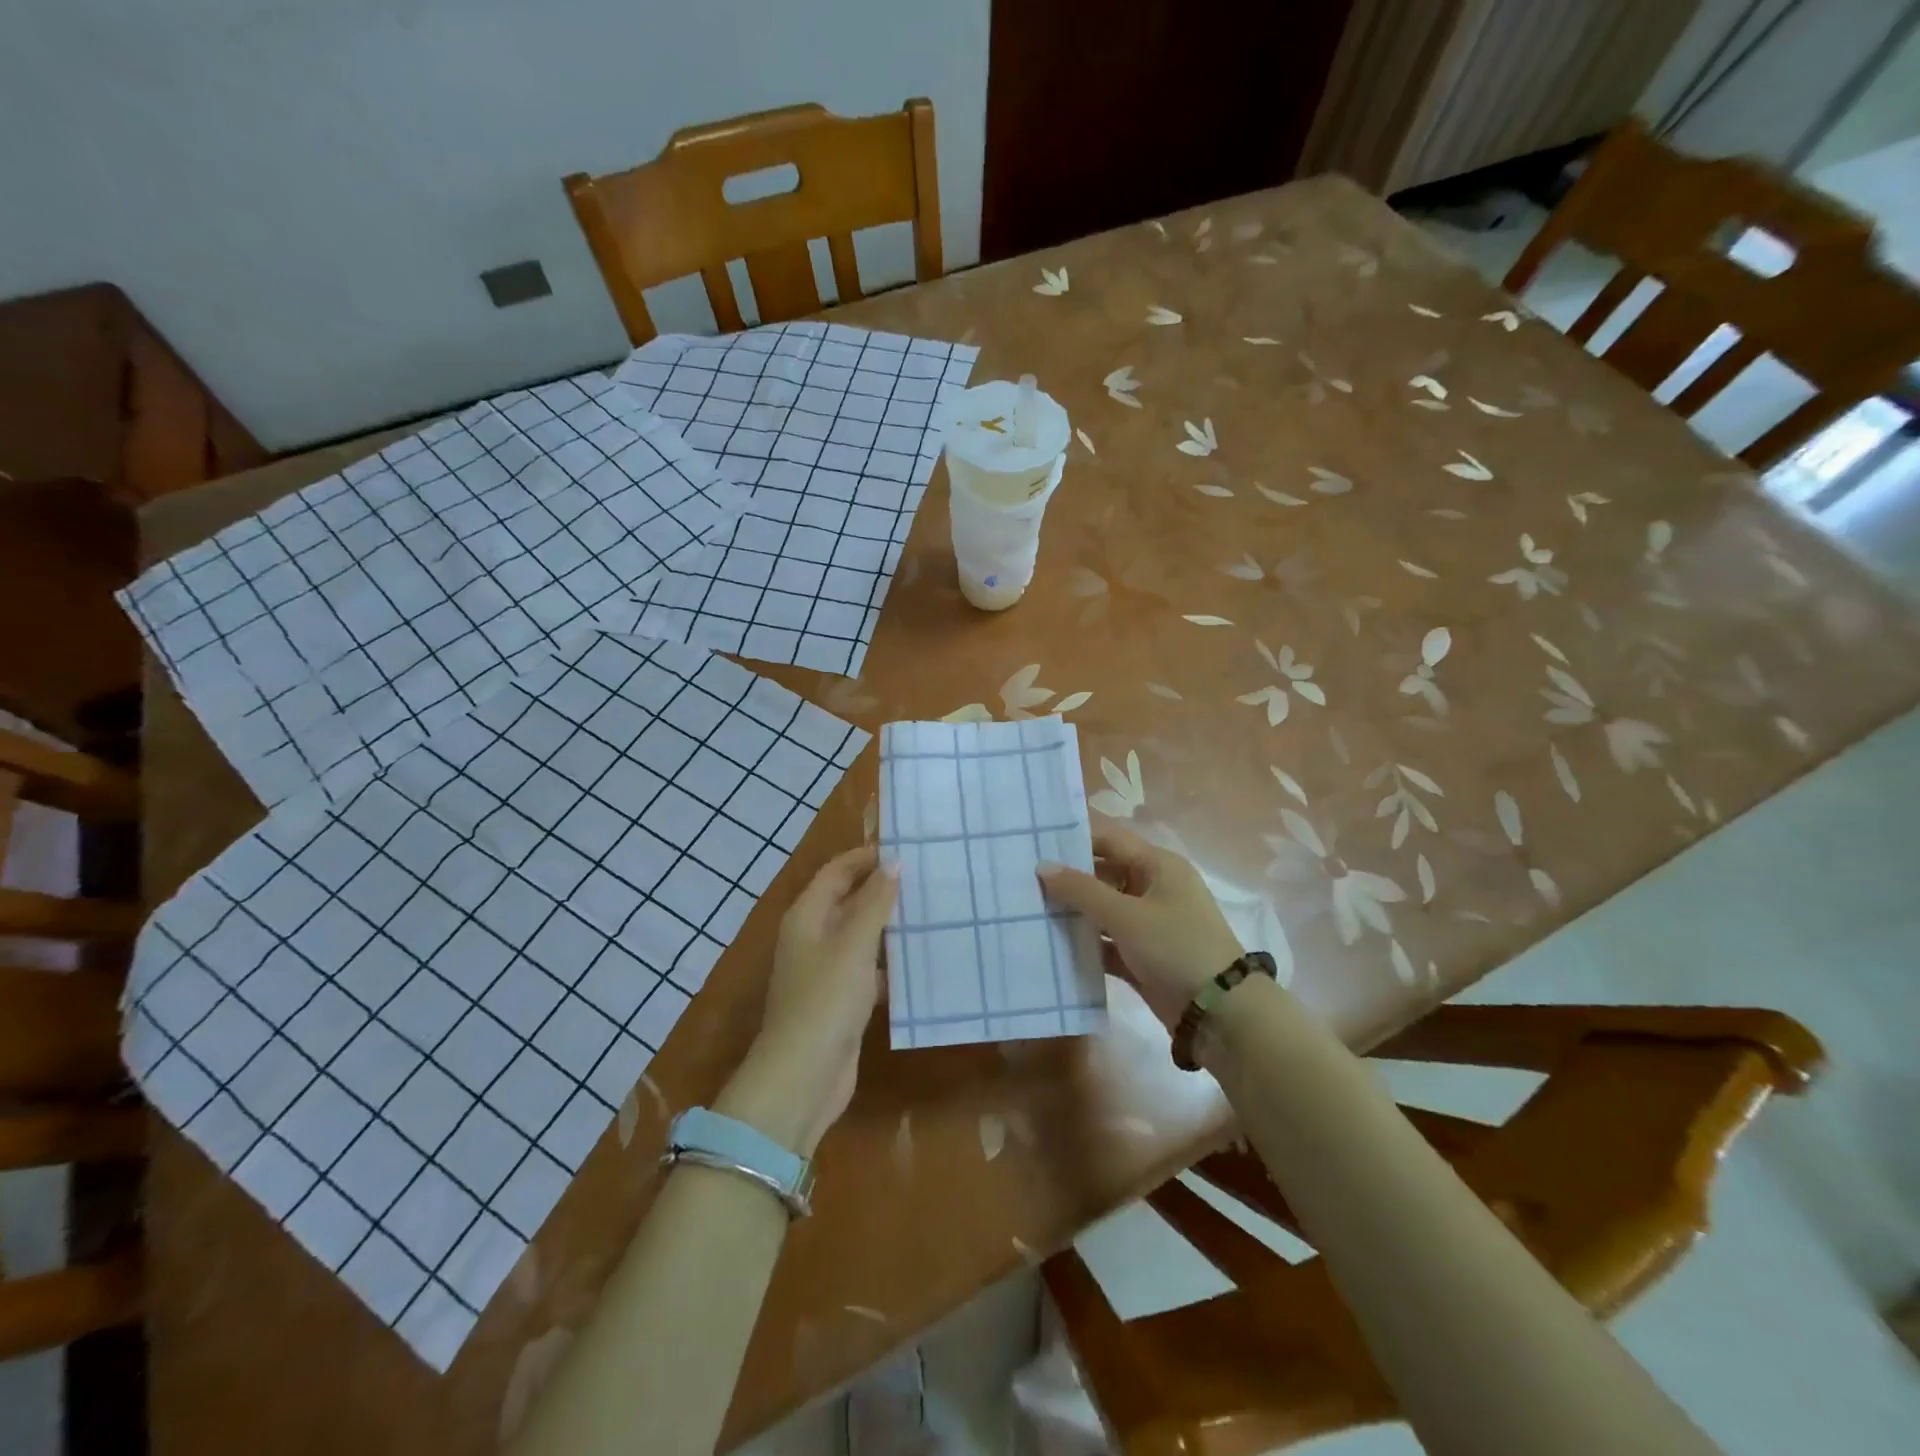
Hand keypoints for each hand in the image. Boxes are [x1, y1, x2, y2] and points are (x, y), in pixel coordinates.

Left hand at [716, 846, 896, 1157]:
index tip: (907, 847)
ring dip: (890, 924)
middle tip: (927, 876)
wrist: (803, 1077)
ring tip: (932, 910)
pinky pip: (869, 967)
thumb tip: (893, 864)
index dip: (867, 857)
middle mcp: (814, 937)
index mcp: (807, 916)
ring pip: (862, 934)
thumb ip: (874, 903)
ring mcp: (827, 970)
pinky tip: (923, 959)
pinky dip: (891, 961)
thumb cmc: (825, 1000)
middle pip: (849, 900)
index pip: (837, 871)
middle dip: (883, 888)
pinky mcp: (842, 999)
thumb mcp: (853, 945)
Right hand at [1038, 824, 1242, 1027]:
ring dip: (1072, 912)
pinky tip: (1050, 944)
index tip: (1035, 838)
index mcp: (1158, 866)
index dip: (1074, 837)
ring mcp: (1148, 924)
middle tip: (1022, 875)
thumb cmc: (1176, 947)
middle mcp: (1153, 888)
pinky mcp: (1142, 956)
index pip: (1110, 839)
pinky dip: (1084, 943)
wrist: (1220, 1013)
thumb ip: (1081, 890)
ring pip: (1102, 909)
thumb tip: (1042, 866)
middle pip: (1103, 873)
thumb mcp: (1126, 915)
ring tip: (1027, 907)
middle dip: (1067, 877)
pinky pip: (1106, 941)